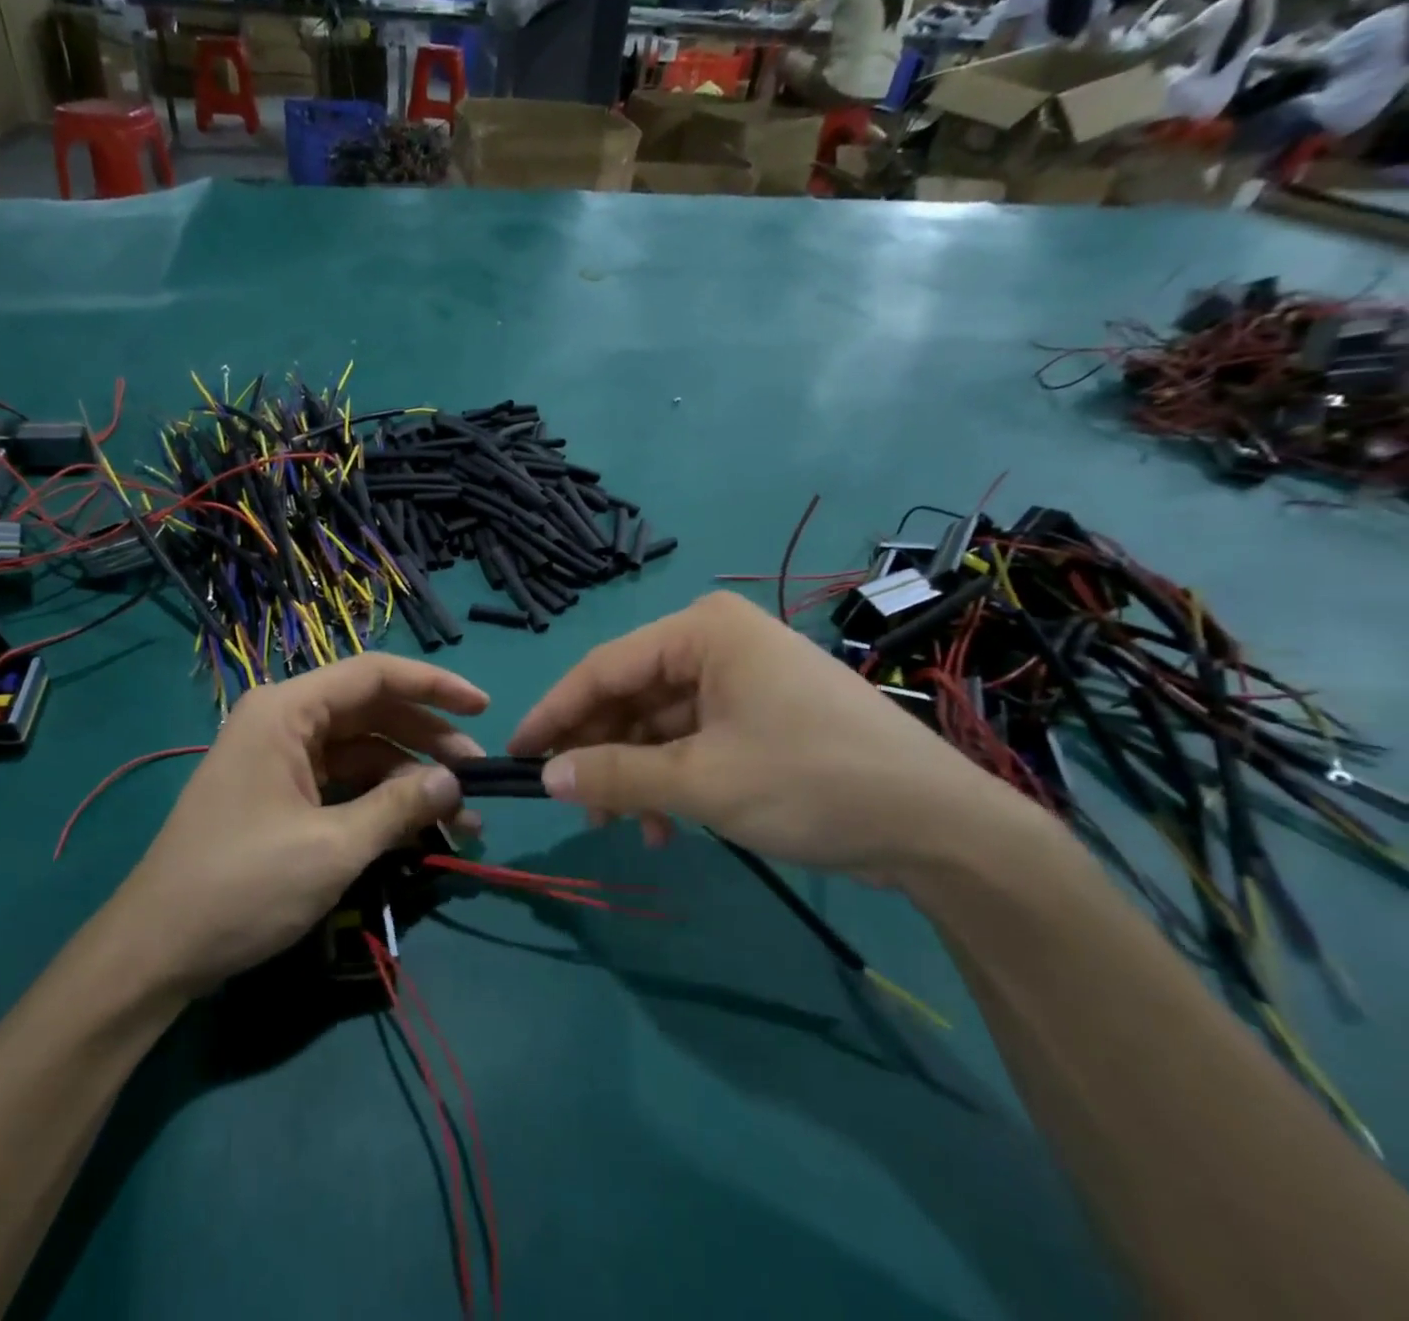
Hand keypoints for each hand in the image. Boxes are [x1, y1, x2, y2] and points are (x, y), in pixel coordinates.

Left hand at [112, 654, 487, 994]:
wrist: (156, 952)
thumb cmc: (241, 886)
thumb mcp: (331, 847)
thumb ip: (398, 808)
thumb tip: (453, 783)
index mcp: (287, 711)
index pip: (374, 675)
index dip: (435, 686)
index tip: (485, 708)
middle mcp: (284, 721)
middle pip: (373, 712)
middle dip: (429, 742)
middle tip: (478, 779)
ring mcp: (281, 758)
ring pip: (363, 751)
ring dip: (410, 780)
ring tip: (460, 818)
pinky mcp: (281, 794)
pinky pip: (344, 782)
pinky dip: (381, 801)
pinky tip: (417, 828)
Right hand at [508, 592, 1010, 878]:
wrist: (941, 826)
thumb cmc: (811, 781)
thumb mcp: (701, 782)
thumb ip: (615, 776)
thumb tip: (545, 777)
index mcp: (701, 631)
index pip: (603, 668)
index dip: (555, 713)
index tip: (516, 753)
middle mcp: (717, 641)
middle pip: (631, 695)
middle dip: (600, 752)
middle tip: (571, 804)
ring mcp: (742, 678)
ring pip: (660, 722)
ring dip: (636, 774)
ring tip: (624, 826)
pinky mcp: (761, 714)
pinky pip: (694, 739)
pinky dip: (673, 779)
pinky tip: (667, 826)